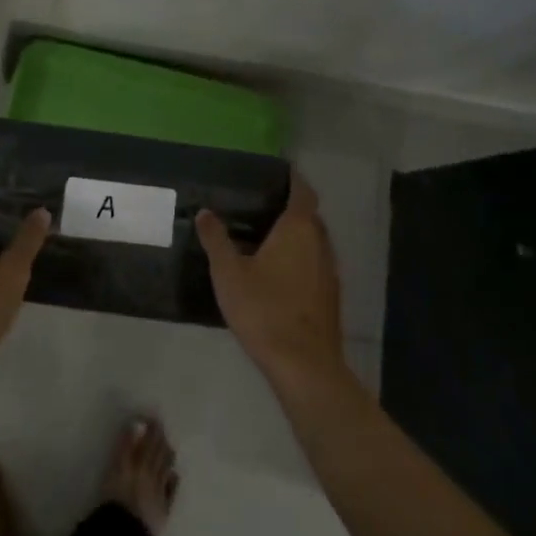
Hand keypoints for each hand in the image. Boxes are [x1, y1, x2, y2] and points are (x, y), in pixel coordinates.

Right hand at [197, 170, 348, 397]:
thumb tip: (204, 212)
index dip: (293, 179)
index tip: (279, 171)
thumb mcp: (229, 274)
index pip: (302, 191)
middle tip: (263, 204)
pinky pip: (315, 263)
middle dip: (291, 207)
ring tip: (267, 237)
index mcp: (298, 228)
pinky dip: (300, 258)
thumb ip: (217, 240)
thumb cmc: (264, 310)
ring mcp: (329, 270)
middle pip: (309, 215)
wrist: (304, 365)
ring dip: (296, 235)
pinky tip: (279, 273)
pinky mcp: (330, 296)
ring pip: (314, 241)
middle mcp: (320, 242)